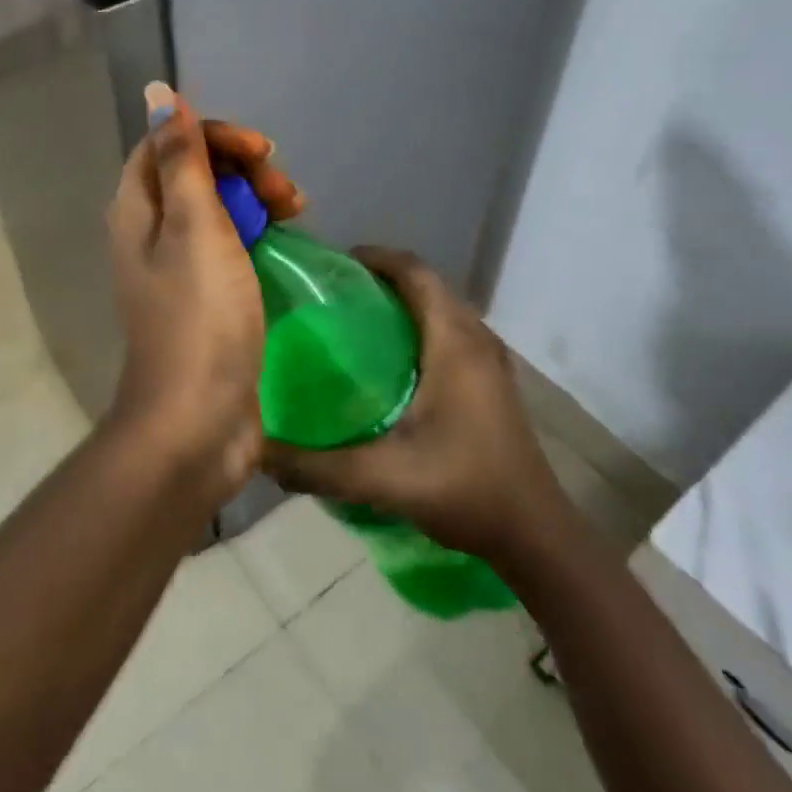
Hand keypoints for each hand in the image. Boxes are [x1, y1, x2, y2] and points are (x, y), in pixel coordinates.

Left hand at [106, 83, 271, 499]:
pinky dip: (256, 235)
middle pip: (193, 175)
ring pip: (215, 210)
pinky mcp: (205, 300)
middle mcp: (149, 235)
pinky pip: (228, 247)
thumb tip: (158, 92)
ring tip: (297, 213)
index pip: (165, 145)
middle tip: (287, 193)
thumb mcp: (195, 227)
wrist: (198, 422)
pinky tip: (285, 242)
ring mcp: (177, 271)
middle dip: (242, 169)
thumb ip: (181, 159)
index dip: (213, 136)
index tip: (263, 151)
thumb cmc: (200, 319)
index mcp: (136, 212)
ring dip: (255, 200)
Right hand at [262, 246, 574, 564]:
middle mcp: (477, 339)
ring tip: (355, 323)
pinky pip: (452, 333)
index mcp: (455, 342)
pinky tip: (391, 365)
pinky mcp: (493, 383)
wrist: (535, 533)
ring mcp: (491, 361)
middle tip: (332, 296)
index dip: (376, 257)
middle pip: (428, 285)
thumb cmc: (464, 489)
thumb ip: (316, 466)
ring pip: (442, 309)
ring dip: (403, 303)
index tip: (332, 265)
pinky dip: (420, 329)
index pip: (416, 272)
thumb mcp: (382, 477)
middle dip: (382, 279)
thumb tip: (257, 451)